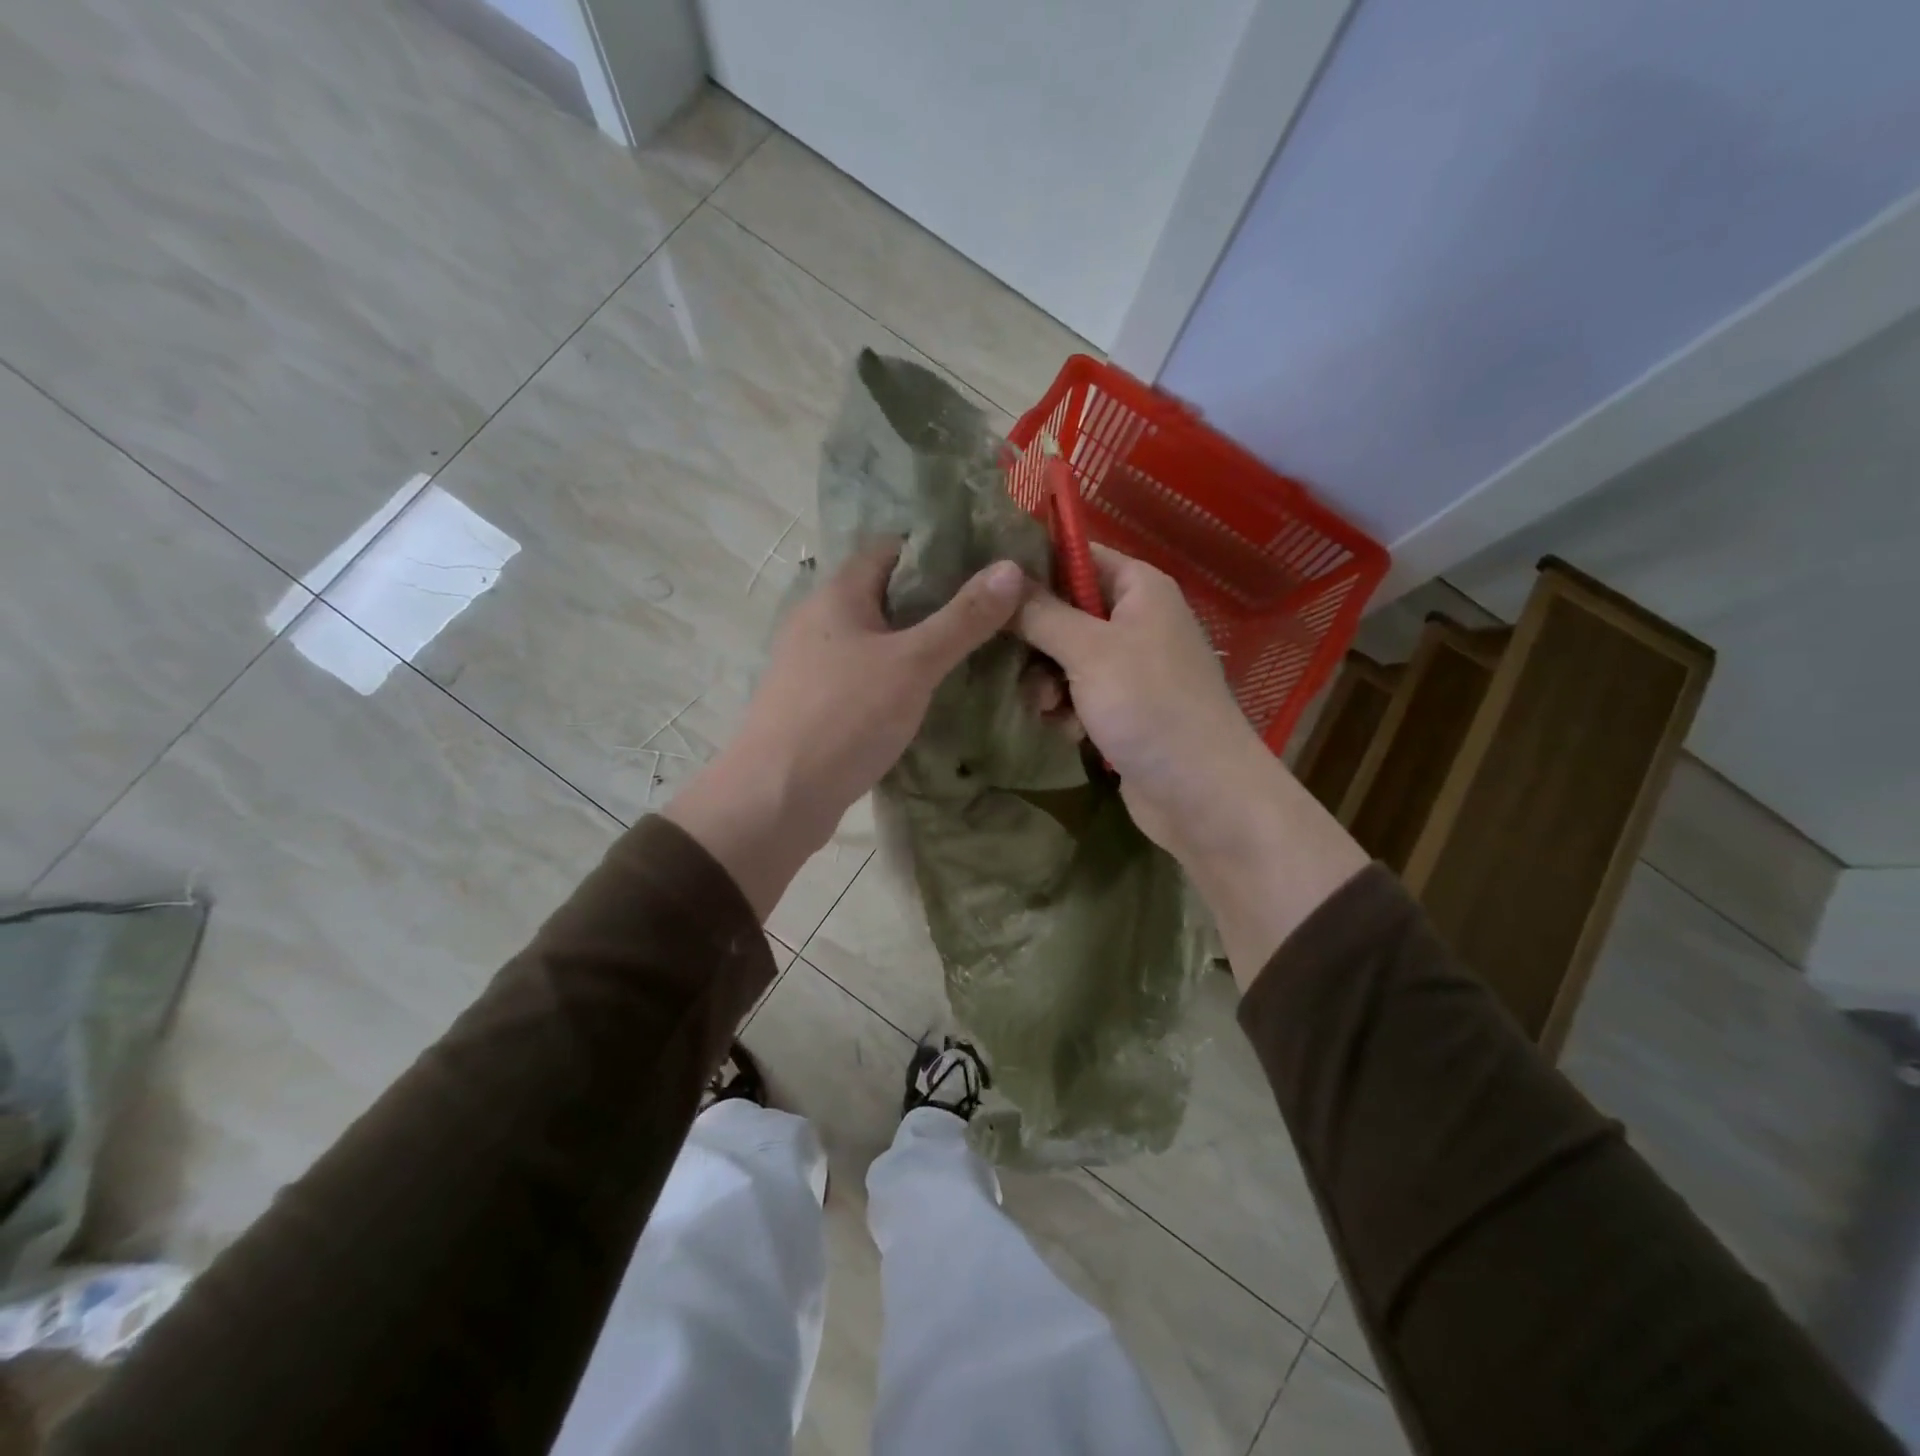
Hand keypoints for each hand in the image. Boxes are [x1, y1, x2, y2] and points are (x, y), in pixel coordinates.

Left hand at [666, 543, 1023, 916]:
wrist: (776, 798)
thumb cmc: (845, 717)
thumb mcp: (913, 664)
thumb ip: (963, 618)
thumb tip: (1012, 568)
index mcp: (837, 594)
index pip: (890, 549)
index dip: (937, 551)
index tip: (985, 566)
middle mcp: (820, 620)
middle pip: (885, 594)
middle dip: (935, 600)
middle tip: (990, 612)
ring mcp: (815, 664)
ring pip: (876, 639)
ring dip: (917, 642)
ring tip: (972, 651)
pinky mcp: (818, 703)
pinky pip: (866, 675)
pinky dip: (898, 677)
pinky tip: (930, 694)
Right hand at [1013, 546, 1271, 858]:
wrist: (1202, 793)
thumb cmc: (1150, 706)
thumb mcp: (1088, 651)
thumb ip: (1041, 612)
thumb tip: (1000, 574)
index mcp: (1140, 588)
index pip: (1077, 554)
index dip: (1033, 567)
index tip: (989, 588)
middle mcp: (1137, 620)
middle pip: (1064, 610)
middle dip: (1037, 642)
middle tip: (1016, 664)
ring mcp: (1132, 668)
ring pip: (1065, 659)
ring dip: (1049, 683)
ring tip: (1049, 708)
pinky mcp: (1124, 709)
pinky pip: (1079, 695)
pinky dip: (1069, 711)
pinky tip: (1069, 732)